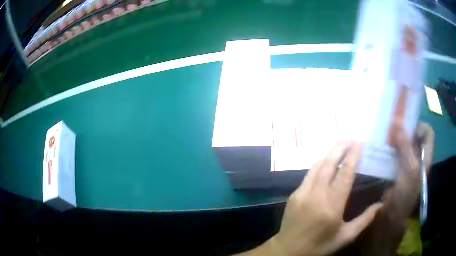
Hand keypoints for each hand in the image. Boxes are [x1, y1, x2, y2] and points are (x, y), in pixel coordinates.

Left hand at [272, 142, 382, 255]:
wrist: (288, 250)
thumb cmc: (319, 246)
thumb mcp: (345, 237)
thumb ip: (364, 220)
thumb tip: (381, 204)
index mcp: (332, 206)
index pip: (345, 174)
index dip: (353, 156)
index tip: (359, 142)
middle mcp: (316, 195)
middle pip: (329, 163)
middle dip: (340, 147)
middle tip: (350, 138)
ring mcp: (302, 193)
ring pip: (317, 165)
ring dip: (329, 153)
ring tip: (340, 145)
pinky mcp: (294, 194)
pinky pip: (309, 174)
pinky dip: (319, 164)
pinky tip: (326, 161)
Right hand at [353, 122, 434, 255]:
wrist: (391, 215)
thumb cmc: (405, 194)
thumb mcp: (409, 169)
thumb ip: (405, 146)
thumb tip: (396, 121)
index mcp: (426, 156)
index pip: (428, 132)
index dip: (419, 126)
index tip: (406, 128)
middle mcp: (419, 156)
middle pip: (415, 135)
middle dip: (405, 129)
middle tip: (392, 126)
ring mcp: (408, 161)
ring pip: (404, 142)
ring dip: (396, 137)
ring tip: (385, 134)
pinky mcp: (398, 166)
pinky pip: (396, 150)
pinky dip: (390, 146)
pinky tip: (382, 145)